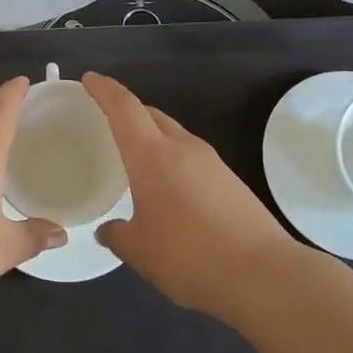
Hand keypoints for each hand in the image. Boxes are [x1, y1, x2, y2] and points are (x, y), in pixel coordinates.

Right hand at [83, 72, 299, 316]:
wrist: (264, 274)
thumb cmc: (189, 256)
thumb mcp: (140, 251)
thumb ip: (118, 235)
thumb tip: (108, 229)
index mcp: (152, 155)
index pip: (124, 107)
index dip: (104, 90)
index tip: (89, 79)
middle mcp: (183, 147)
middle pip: (150, 115)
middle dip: (127, 111)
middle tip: (105, 122)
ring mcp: (211, 162)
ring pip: (173, 135)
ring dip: (151, 137)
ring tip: (133, 158)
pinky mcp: (230, 180)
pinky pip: (191, 157)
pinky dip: (171, 160)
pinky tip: (167, 189)